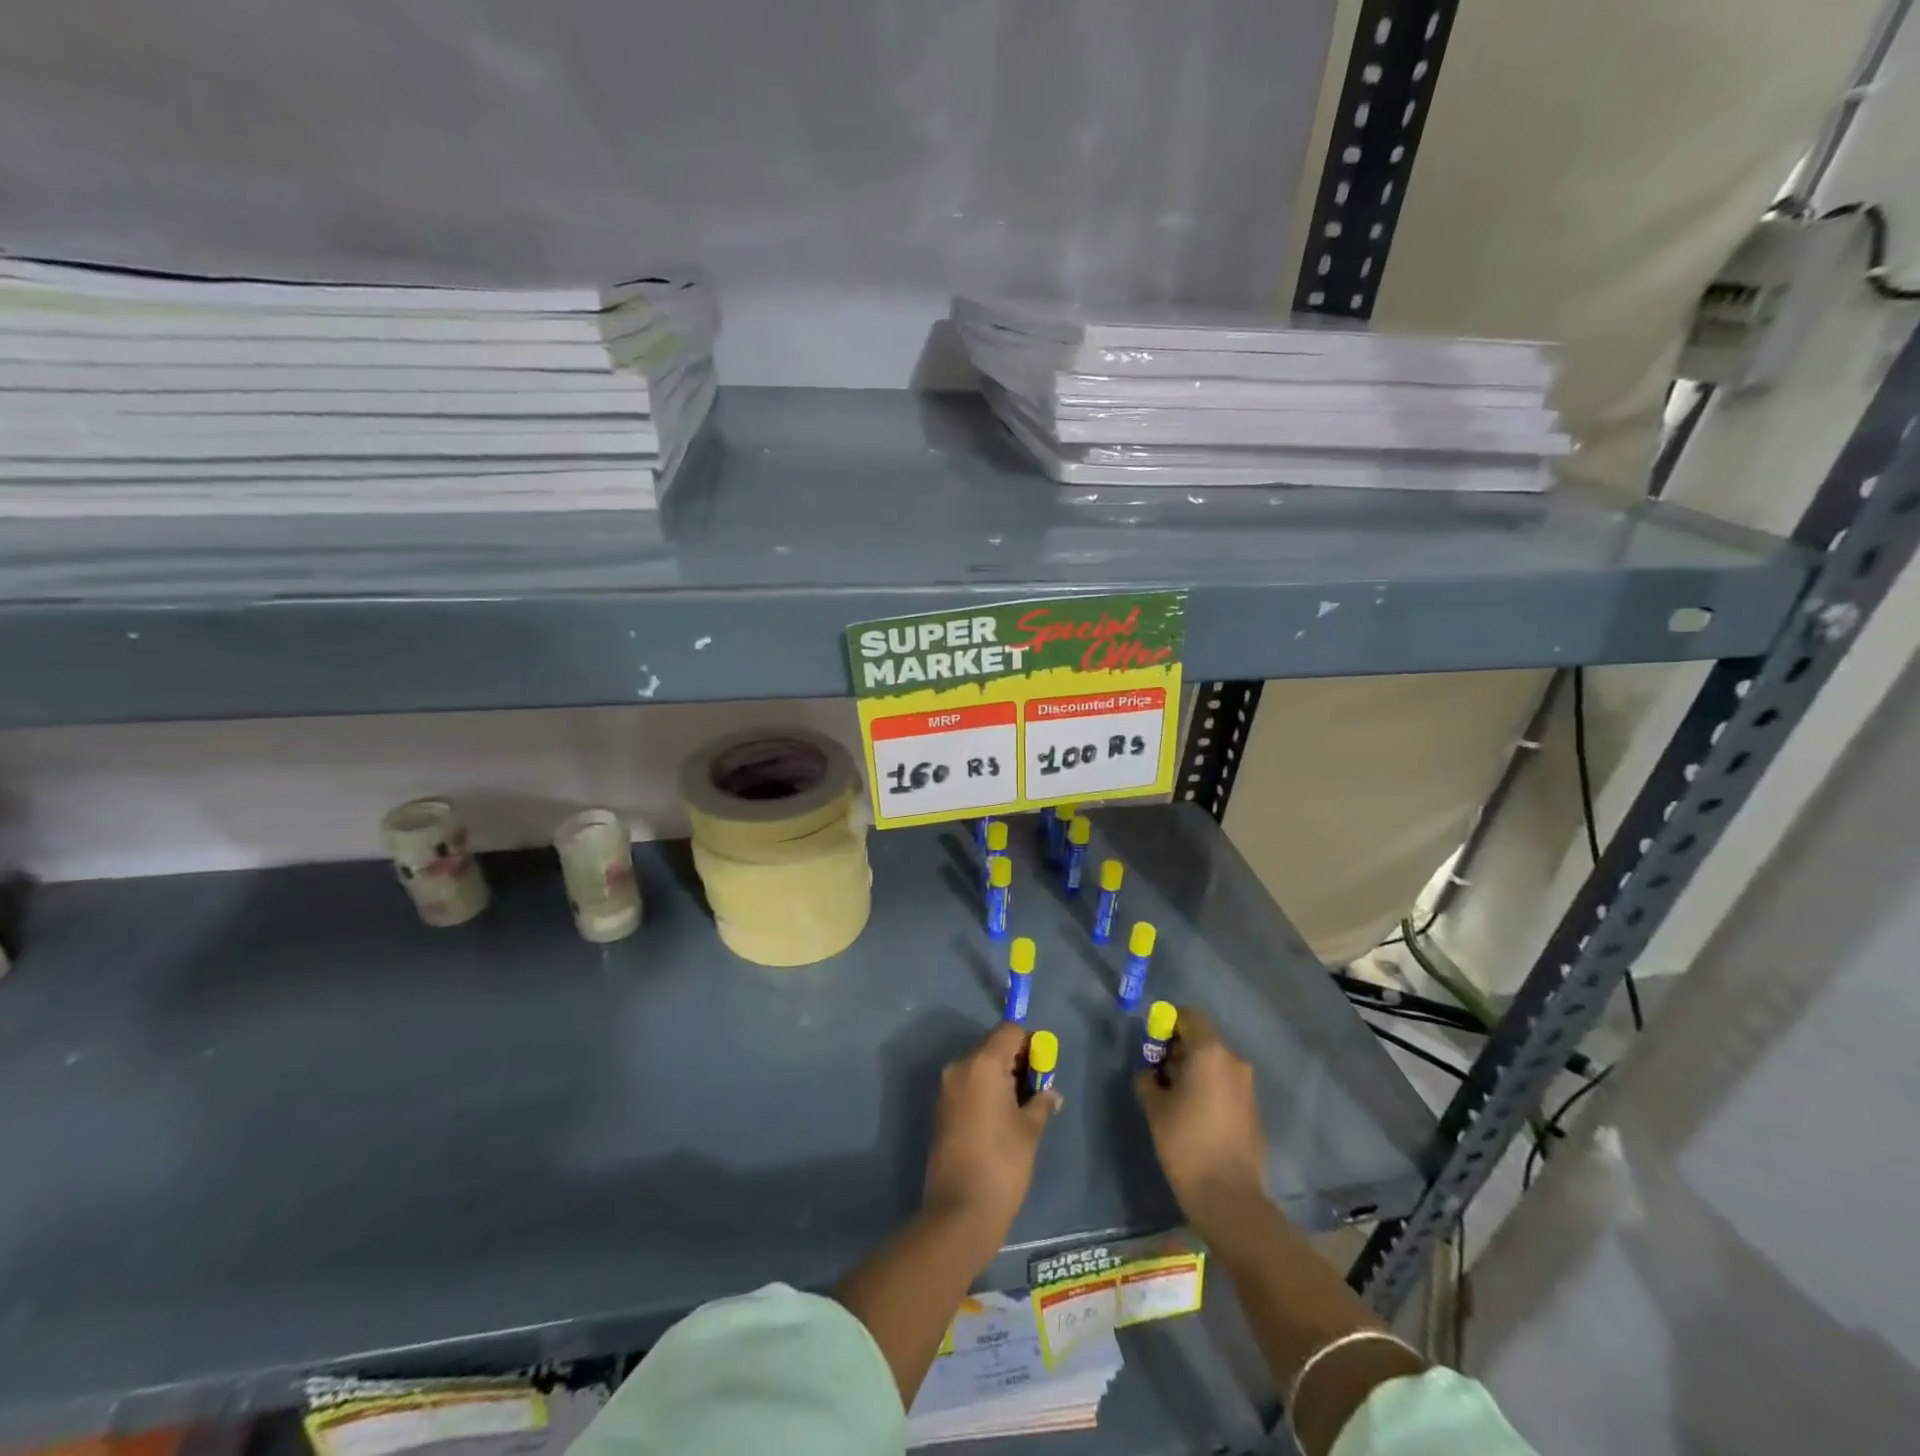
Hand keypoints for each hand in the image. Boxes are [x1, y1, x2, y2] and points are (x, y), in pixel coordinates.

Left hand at [923, 1022, 1061, 1256]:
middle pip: (993, 1046)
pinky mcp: (941, 1108)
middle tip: (1036, 1089)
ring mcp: (947, 1087)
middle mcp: (960, 1066)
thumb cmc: (1002, 1164)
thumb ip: (1042, 1103)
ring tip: (1021, 1107)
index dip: (1030, 1043)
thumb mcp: (1030, 1130)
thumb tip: (1051, 1093)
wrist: (960, 1211)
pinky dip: (986, 1090)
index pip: (1009, 1031)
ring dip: (1001, 1076)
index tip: (1043, 1067)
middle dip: (1017, 1060)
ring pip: (980, 1066)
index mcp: (983, 1064)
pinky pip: (969, 1084)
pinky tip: (1001, 1118)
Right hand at [1135, 1006, 1267, 1240]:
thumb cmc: (1186, 1143)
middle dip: (1177, 1048)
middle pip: (1202, 1039)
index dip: (1167, 1023)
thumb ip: (1148, 1079)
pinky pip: (1225, 1083)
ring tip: (1172, 1095)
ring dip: (1192, 1068)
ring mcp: (1247, 1085)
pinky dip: (1208, 1086)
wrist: (1228, 1197)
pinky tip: (1193, 1112)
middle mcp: (1233, 1061)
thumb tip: (1151, 1073)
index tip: (1151, 1044)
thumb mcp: (1155, 1107)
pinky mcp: (1252, 1108)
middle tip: (1157, 1071)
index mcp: (1209, 1052)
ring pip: (1214, 1062)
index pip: (1189, 1016)